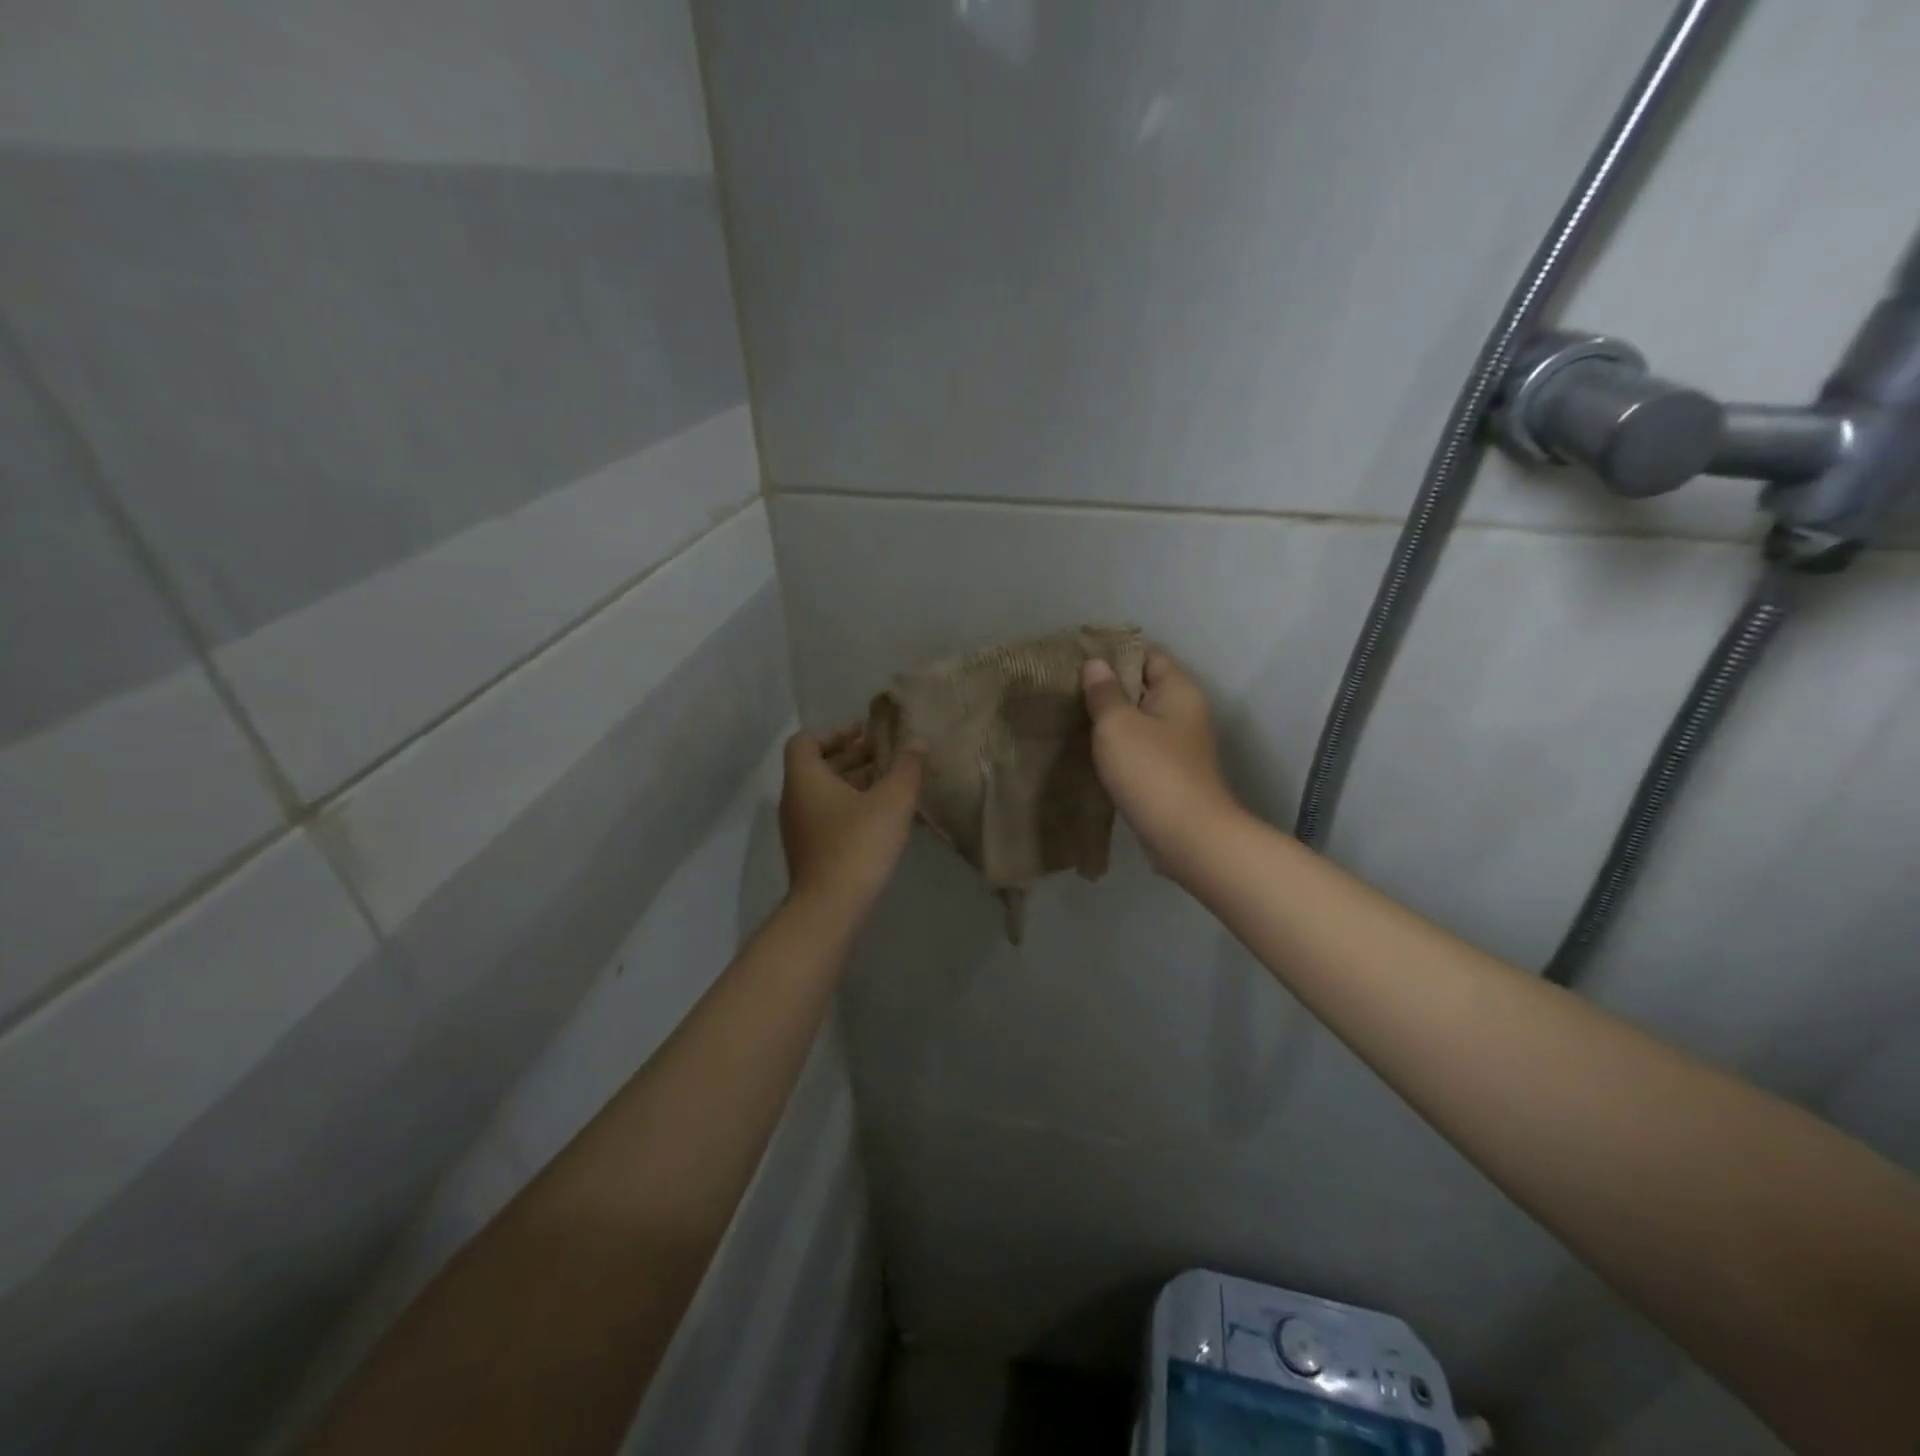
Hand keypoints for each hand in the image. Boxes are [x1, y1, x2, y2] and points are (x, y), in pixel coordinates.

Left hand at [779, 725, 924, 915]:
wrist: (830, 907)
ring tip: (889, 782)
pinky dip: (851, 806)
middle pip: (818, 766)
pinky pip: (828, 816)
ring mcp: (800, 828)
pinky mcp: (810, 851)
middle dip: (851, 757)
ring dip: (853, 783)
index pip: (806, 741)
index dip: (835, 733)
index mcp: (805, 778)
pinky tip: (883, 816)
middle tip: (885, 754)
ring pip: (824, 793)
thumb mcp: (892, 800)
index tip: (864, 735)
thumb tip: (916, 741)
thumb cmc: (858, 843)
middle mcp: (795, 799)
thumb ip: (906, 767)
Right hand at [1082, 651, 1240, 874]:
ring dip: (1111, 720)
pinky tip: (1090, 752)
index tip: (1078, 659)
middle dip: (1108, 688)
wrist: (1188, 837)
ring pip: (1139, 721)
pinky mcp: (1170, 774)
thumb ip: (1105, 693)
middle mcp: (1184, 712)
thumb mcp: (1118, 725)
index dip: (1114, 654)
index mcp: (1178, 691)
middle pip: (1143, 687)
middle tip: (1066, 689)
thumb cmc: (1152, 771)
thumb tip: (1097, 664)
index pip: (1148, 655)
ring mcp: (1179, 746)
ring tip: (1070, 717)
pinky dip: (1118, 747)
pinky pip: (1139, 749)